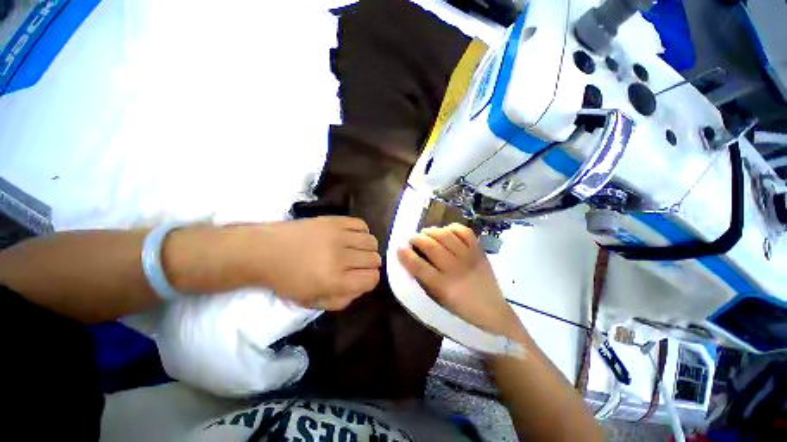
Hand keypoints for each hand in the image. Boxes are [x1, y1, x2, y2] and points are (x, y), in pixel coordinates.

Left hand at [251, 216, 380, 309]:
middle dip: (370, 265)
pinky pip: (361, 224)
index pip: (371, 278)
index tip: (361, 278)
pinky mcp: (334, 220)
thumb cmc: (286, 280)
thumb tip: (361, 288)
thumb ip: (341, 301)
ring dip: (368, 249)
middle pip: (374, 259)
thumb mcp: (311, 302)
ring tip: (357, 250)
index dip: (370, 280)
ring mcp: (337, 235)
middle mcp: (340, 257)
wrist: (264, 251)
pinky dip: (362, 232)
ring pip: (371, 241)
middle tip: (358, 265)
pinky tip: (353, 237)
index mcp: (333, 280)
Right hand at [397, 223, 523, 339]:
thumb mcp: (438, 300)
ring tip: (426, 233)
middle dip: (417, 239)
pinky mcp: (479, 250)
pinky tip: (446, 231)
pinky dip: (452, 228)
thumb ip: (424, 280)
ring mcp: (469, 257)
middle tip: (412, 239)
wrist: (492, 312)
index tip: (399, 249)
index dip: (406, 255)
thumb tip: (412, 261)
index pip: (419, 266)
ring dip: (432, 231)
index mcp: (443, 286)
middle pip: (431, 246)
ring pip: (446, 235)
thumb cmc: (460, 310)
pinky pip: (464, 231)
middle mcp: (455, 268)